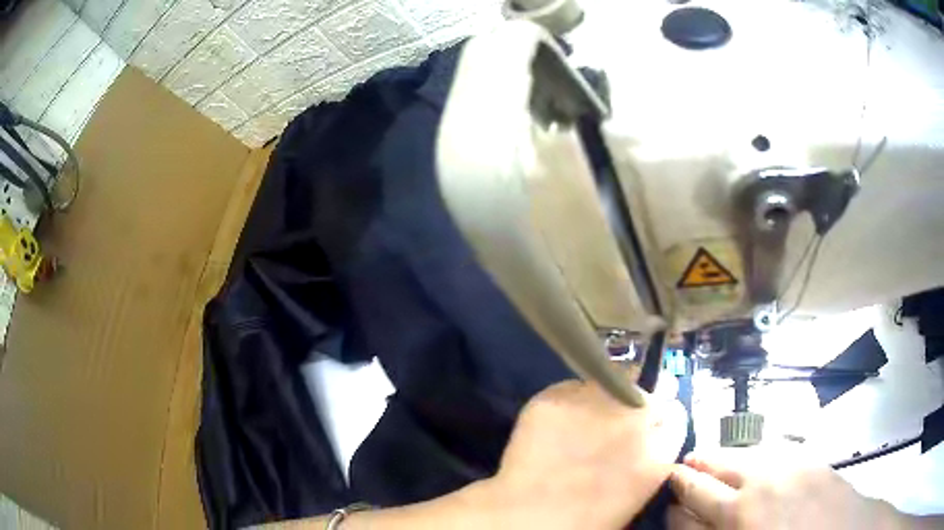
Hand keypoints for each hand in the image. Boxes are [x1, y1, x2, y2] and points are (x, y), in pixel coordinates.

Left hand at [485, 379, 686, 529]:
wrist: (530, 518)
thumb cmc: (587, 521)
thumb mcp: (637, 492)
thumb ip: (648, 458)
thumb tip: (640, 441)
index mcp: (661, 448)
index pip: (675, 414)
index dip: (659, 421)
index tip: (645, 428)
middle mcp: (636, 416)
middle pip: (645, 393)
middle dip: (632, 406)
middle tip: (610, 425)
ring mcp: (597, 400)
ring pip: (608, 383)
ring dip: (600, 398)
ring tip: (579, 422)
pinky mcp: (557, 395)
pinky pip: (568, 390)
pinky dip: (566, 403)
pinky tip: (553, 425)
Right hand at [668, 450, 908, 529]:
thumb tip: (687, 519)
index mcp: (739, 515)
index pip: (693, 497)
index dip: (675, 493)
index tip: (666, 489)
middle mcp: (759, 484)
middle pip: (715, 467)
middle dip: (692, 468)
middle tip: (681, 468)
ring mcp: (787, 465)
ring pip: (743, 452)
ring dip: (723, 458)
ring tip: (712, 461)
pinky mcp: (810, 457)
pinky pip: (773, 449)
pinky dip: (755, 453)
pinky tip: (754, 461)